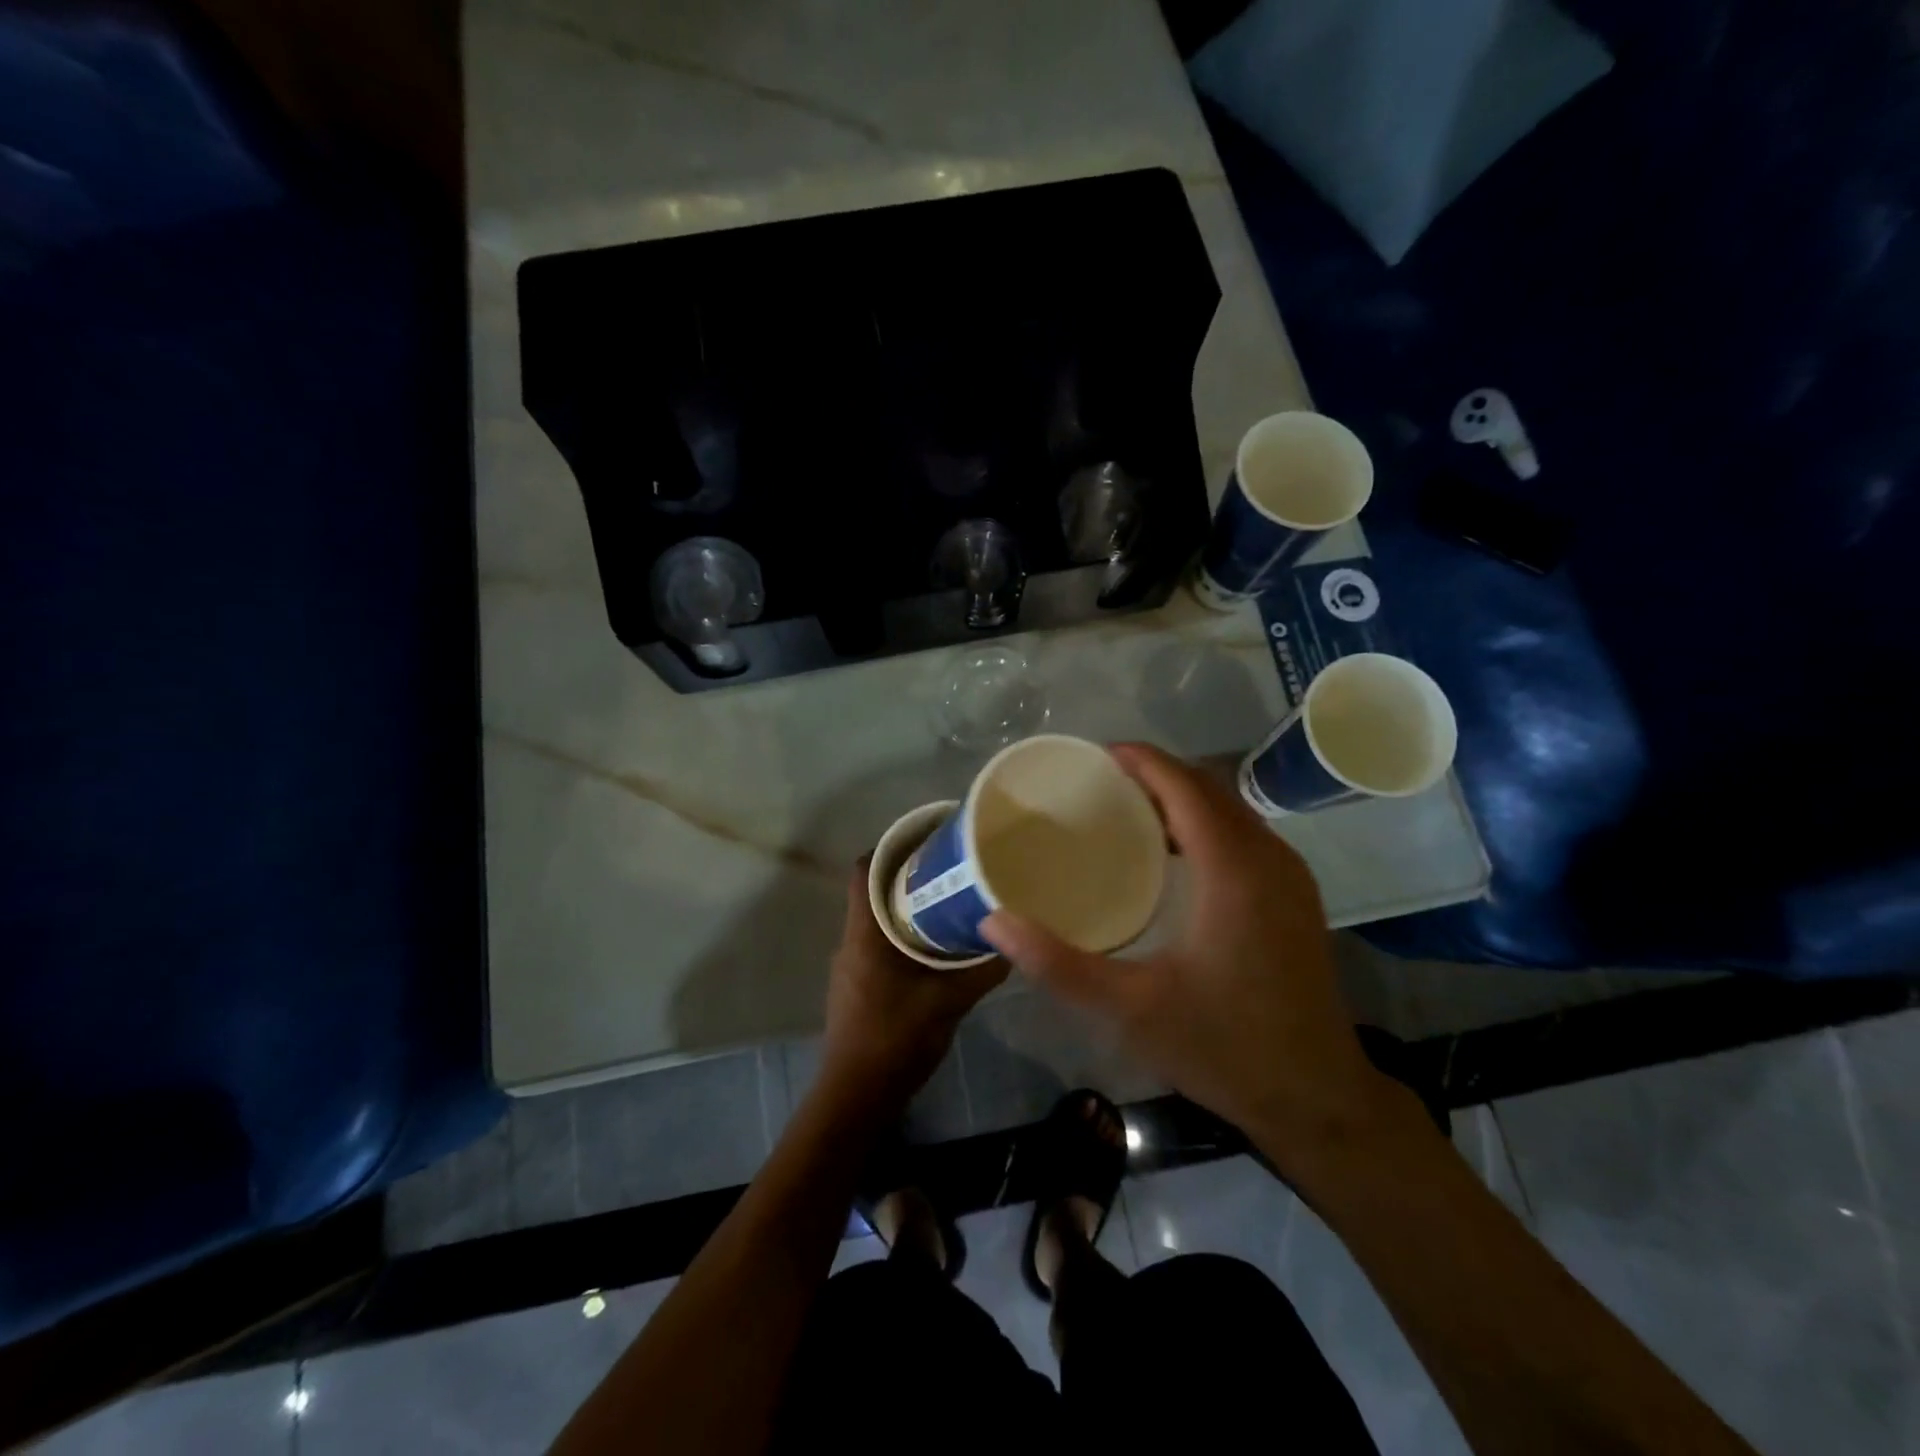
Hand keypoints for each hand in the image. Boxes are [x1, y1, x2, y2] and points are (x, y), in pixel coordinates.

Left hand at [817, 860, 1007, 1122]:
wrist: (857, 1096)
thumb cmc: (896, 1039)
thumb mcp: (949, 1001)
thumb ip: (981, 969)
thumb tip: (1013, 941)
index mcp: (864, 933)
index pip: (863, 870)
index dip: (889, 848)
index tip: (925, 840)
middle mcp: (851, 941)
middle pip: (872, 891)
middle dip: (907, 876)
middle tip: (948, 869)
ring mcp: (850, 966)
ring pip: (876, 920)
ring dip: (906, 908)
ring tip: (946, 902)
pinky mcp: (857, 986)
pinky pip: (878, 944)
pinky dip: (902, 936)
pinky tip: (933, 948)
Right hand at [981, 744, 1419, 1173]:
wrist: (1319, 1099)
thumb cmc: (1225, 1047)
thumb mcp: (1131, 1008)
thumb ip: (1059, 964)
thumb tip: (995, 924)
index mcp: (1233, 871)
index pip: (1186, 787)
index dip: (1143, 761)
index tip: (1096, 755)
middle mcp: (1268, 859)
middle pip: (1209, 789)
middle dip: (1156, 774)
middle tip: (1099, 783)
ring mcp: (1290, 878)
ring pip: (1231, 810)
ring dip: (1182, 797)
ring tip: (1126, 810)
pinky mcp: (1296, 899)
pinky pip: (1244, 835)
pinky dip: (1204, 824)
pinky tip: (1171, 854)